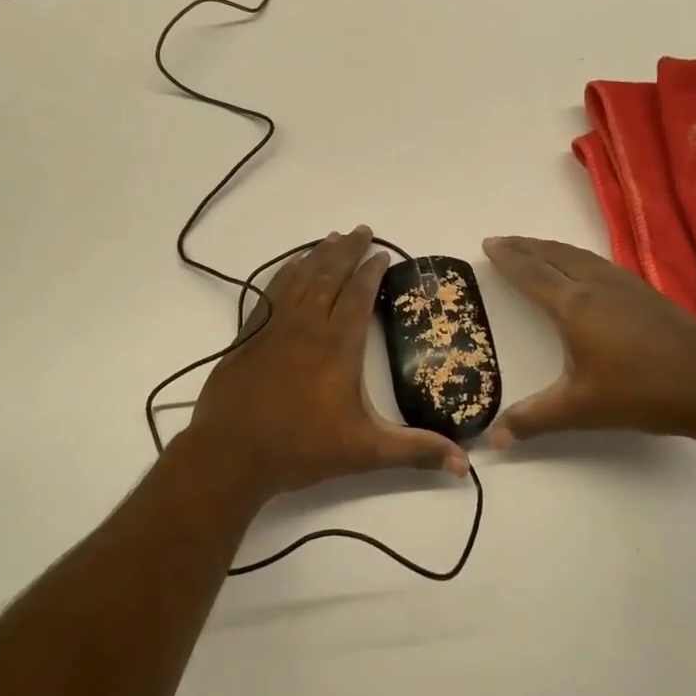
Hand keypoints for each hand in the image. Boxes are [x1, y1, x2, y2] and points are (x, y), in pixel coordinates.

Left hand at [186, 227, 468, 499]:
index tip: (383, 254)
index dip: (372, 271)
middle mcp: (307, 325)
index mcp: (338, 345)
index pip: (358, 294)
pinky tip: (291, 266)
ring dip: (318, 254)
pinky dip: (285, 272)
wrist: (231, 453)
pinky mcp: (249, 334)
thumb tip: (464, 465)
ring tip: (332, 238)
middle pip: (329, 274)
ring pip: (300, 277)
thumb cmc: (301, 448)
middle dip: (348, 250)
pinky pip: (271, 290)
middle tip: (362, 230)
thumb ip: (414, 452)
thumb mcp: (365, 452)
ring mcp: (274, 326)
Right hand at [481, 235, 695, 449]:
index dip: (508, 258)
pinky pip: (600, 263)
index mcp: (574, 306)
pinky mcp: (647, 294)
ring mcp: (626, 286)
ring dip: (552, 248)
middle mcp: (596, 286)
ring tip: (537, 249)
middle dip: (526, 246)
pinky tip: (586, 269)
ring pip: (580, 256)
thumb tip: (494, 440)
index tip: (489, 243)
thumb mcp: (580, 409)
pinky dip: (578, 258)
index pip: (531, 274)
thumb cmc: (641, 392)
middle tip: (504, 240)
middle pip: (554, 255)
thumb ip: (533, 419)